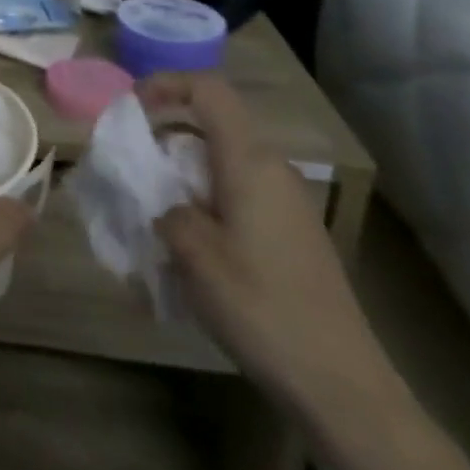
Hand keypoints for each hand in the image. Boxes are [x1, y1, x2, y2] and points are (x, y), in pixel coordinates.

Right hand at [147, 72, 399, 419]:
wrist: (340, 384)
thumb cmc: (260, 305)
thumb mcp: (192, 251)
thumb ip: (164, 207)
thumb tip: (162, 200)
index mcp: (250, 163)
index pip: (209, 91)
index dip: (165, 85)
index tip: (129, 110)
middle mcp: (273, 172)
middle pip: (212, 126)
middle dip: (164, 137)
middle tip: (130, 169)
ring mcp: (287, 204)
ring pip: (221, 162)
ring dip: (180, 173)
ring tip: (150, 210)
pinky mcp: (291, 234)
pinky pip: (236, 193)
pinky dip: (202, 199)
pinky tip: (186, 244)